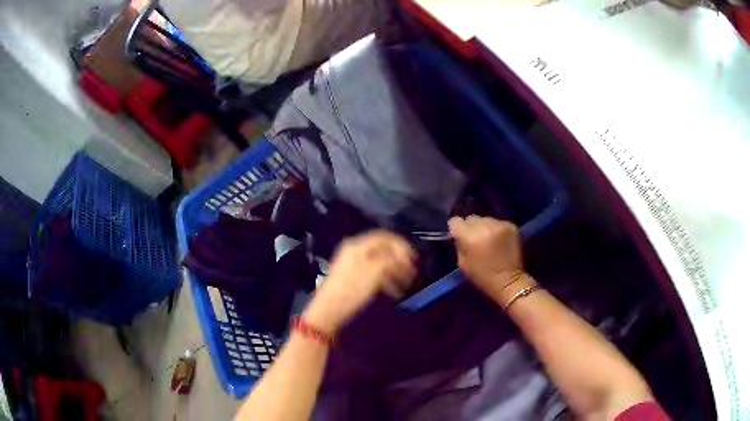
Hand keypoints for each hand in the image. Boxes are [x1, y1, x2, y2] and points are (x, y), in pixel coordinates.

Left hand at [303, 230, 416, 333]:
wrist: (329, 312)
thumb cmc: (352, 291)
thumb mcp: (375, 272)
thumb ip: (391, 261)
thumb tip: (404, 259)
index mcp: (357, 245)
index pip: (385, 237)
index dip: (402, 246)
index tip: (414, 259)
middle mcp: (354, 251)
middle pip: (384, 249)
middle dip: (400, 260)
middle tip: (412, 273)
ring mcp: (352, 265)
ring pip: (380, 262)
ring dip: (395, 272)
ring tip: (405, 285)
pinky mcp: (353, 279)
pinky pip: (375, 273)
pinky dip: (387, 279)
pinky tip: (393, 291)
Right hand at [448, 216, 523, 298]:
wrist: (509, 281)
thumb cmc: (482, 276)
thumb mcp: (462, 263)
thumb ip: (459, 244)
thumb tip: (459, 234)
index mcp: (470, 237)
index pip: (456, 221)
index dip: (456, 228)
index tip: (459, 236)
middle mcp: (485, 226)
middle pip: (471, 218)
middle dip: (471, 227)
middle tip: (475, 239)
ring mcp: (500, 224)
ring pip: (486, 219)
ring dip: (485, 227)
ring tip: (489, 240)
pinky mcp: (511, 226)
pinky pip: (498, 223)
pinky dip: (497, 230)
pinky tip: (500, 241)